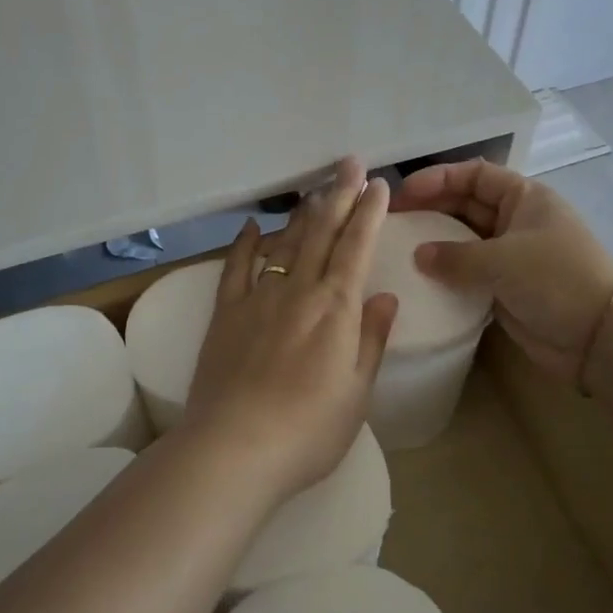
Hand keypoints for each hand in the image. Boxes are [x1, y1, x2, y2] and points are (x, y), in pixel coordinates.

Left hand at [183, 159, 398, 502]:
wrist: (234, 449)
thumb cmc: (308, 431)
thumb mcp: (357, 393)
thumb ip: (370, 340)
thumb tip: (385, 297)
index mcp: (336, 309)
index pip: (357, 247)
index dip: (368, 213)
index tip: (377, 185)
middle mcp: (298, 291)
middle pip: (322, 232)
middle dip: (338, 194)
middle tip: (348, 163)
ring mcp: (258, 297)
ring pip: (285, 242)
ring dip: (302, 212)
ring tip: (314, 188)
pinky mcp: (226, 312)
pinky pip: (236, 267)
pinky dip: (244, 243)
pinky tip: (251, 225)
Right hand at [393, 158, 612, 386]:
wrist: (601, 337)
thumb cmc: (556, 279)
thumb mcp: (503, 259)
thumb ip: (455, 256)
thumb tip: (418, 256)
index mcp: (524, 197)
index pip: (473, 175)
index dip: (437, 178)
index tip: (403, 194)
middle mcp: (516, 220)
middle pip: (464, 204)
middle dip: (429, 208)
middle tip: (391, 221)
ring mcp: (511, 255)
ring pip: (463, 239)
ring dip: (434, 242)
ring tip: (398, 248)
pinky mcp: (506, 287)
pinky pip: (468, 272)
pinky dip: (446, 273)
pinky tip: (419, 279)